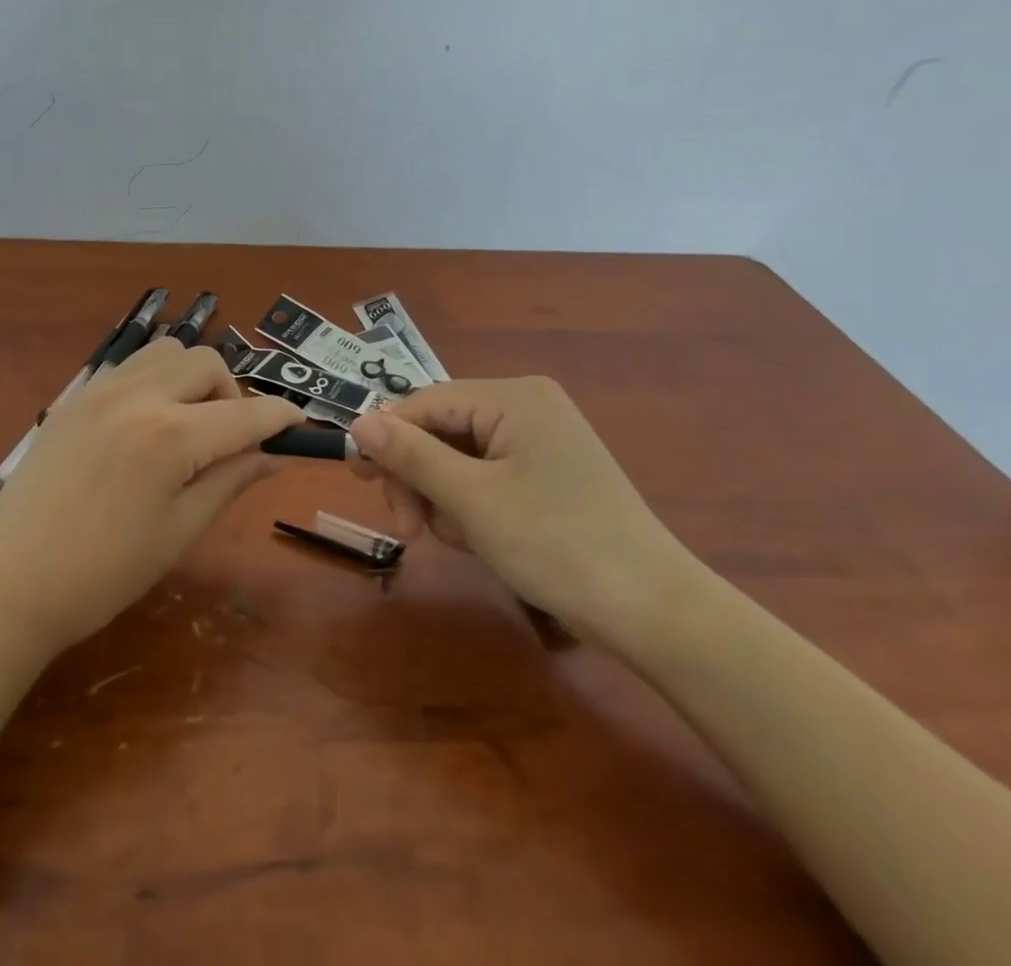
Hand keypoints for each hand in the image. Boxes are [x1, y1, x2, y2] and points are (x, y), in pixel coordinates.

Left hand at [0, 339, 302, 652]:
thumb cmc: (103, 574)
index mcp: (170, 436)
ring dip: (193, 378)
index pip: (245, 414)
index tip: (299, 425)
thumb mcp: (181, 530)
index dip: (281, 417)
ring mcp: (100, 390)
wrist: (10, 584)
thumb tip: (277, 454)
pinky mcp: (74, 397)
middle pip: (207, 362)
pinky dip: (155, 380)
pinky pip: (130, 366)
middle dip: (233, 393)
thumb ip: (232, 479)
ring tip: (187, 425)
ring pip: (167, 351)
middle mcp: (137, 396)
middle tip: (229, 439)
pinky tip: (145, 425)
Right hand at [348, 378, 701, 648]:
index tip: (357, 481)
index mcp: (513, 397)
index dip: (387, 438)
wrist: (653, 612)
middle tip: (409, 529)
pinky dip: (472, 506)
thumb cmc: (556, 544)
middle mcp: (528, 407)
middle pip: (442, 430)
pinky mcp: (549, 474)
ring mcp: (542, 441)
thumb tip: (358, 420)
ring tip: (460, 541)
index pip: (426, 403)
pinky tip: (481, 540)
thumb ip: (411, 455)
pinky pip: (488, 476)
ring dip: (444, 498)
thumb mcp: (471, 499)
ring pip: (460, 458)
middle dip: (419, 477)